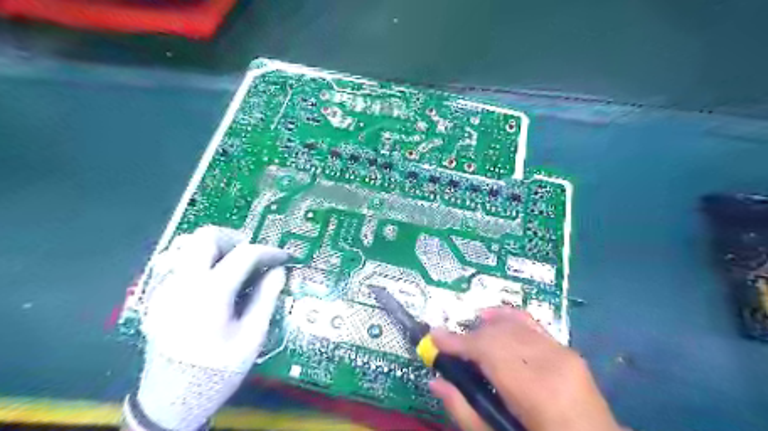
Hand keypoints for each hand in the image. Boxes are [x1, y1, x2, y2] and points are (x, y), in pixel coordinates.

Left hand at [124, 226, 291, 430]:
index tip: (283, 258)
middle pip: (206, 236)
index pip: (244, 254)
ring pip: (189, 246)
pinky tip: (214, 285)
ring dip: (216, 249)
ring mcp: (164, 289)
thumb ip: (266, 298)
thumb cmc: (217, 371)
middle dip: (236, 240)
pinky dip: (202, 262)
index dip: (269, 251)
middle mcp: (182, 284)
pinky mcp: (157, 297)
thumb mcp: (251, 337)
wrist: (170, 402)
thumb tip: (279, 271)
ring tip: (234, 269)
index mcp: (209, 294)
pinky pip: (180, 263)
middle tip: (253, 258)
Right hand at [429, 309, 618, 430]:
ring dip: (484, 329)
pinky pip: (530, 323)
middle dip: (469, 337)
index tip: (434, 338)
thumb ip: (465, 411)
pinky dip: (506, 317)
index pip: (488, 352)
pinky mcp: (567, 349)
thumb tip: (435, 381)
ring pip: (511, 325)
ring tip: (469, 341)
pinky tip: (490, 316)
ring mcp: (562, 352)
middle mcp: (551, 362)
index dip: (458, 342)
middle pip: (498, 335)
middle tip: (450, 347)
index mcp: (536, 392)